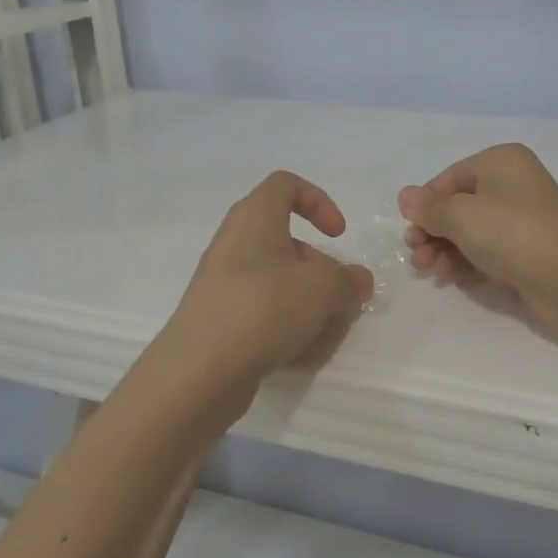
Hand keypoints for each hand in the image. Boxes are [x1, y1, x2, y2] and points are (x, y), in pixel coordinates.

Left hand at [167, 171, 374, 386]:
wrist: (199, 371)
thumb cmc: (264, 307)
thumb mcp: (322, 288)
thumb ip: (348, 280)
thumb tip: (358, 280)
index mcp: (255, 218)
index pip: (286, 185)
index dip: (319, 202)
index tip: (338, 236)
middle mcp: (235, 244)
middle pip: (288, 243)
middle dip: (321, 271)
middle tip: (339, 299)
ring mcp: (224, 283)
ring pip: (280, 283)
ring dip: (309, 305)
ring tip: (324, 336)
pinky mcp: (220, 319)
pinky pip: (263, 312)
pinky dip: (286, 328)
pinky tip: (300, 355)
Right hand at [398, 145, 557, 332]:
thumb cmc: (513, 232)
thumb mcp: (461, 215)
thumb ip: (430, 208)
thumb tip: (406, 197)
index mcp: (500, 163)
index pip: (449, 178)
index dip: (426, 204)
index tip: (410, 229)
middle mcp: (512, 186)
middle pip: (458, 208)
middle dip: (433, 232)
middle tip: (416, 255)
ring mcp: (521, 222)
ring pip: (470, 234)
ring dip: (445, 251)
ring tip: (430, 271)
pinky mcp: (525, 255)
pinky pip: (486, 254)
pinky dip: (467, 264)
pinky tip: (452, 279)